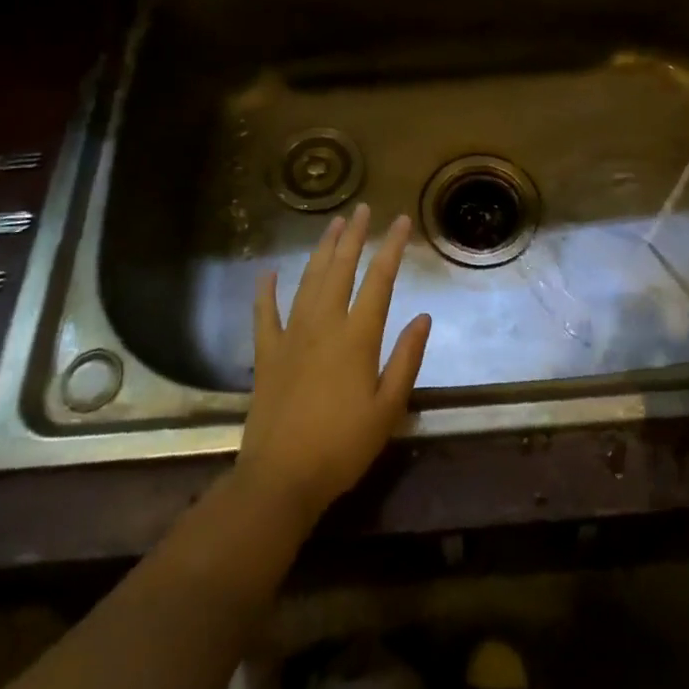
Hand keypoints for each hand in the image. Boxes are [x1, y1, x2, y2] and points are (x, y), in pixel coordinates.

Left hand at [236, 204, 431, 528]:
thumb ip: (406, 359)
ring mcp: (291, 336)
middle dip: (354, 236)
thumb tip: (424, 316)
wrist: (281, 478)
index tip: (401, 221)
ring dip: (321, 250)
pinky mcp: (266, 354)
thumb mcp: (388, 408)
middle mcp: (324, 325)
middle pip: (340, 269)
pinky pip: (265, 314)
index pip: (379, 280)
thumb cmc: (343, 446)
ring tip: (333, 225)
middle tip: (362, 209)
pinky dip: (266, 291)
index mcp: (357, 337)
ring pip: (308, 281)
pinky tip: (269, 272)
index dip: (391, 248)